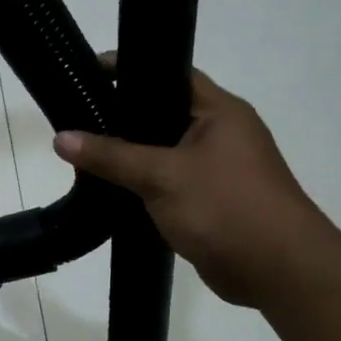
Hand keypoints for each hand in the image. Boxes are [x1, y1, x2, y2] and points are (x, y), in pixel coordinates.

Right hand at [54, 68, 340, 308]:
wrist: (278, 271)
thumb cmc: (226, 208)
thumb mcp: (162, 176)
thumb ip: (111, 156)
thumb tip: (61, 137)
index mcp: (220, 111)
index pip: (170, 74)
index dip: (129, 70)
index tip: (87, 73)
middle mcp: (221, 133)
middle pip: (163, 113)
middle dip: (122, 116)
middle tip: (77, 116)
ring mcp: (217, 168)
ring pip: (164, 151)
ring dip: (131, 154)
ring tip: (84, 151)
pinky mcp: (210, 200)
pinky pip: (168, 181)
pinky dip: (142, 183)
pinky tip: (110, 188)